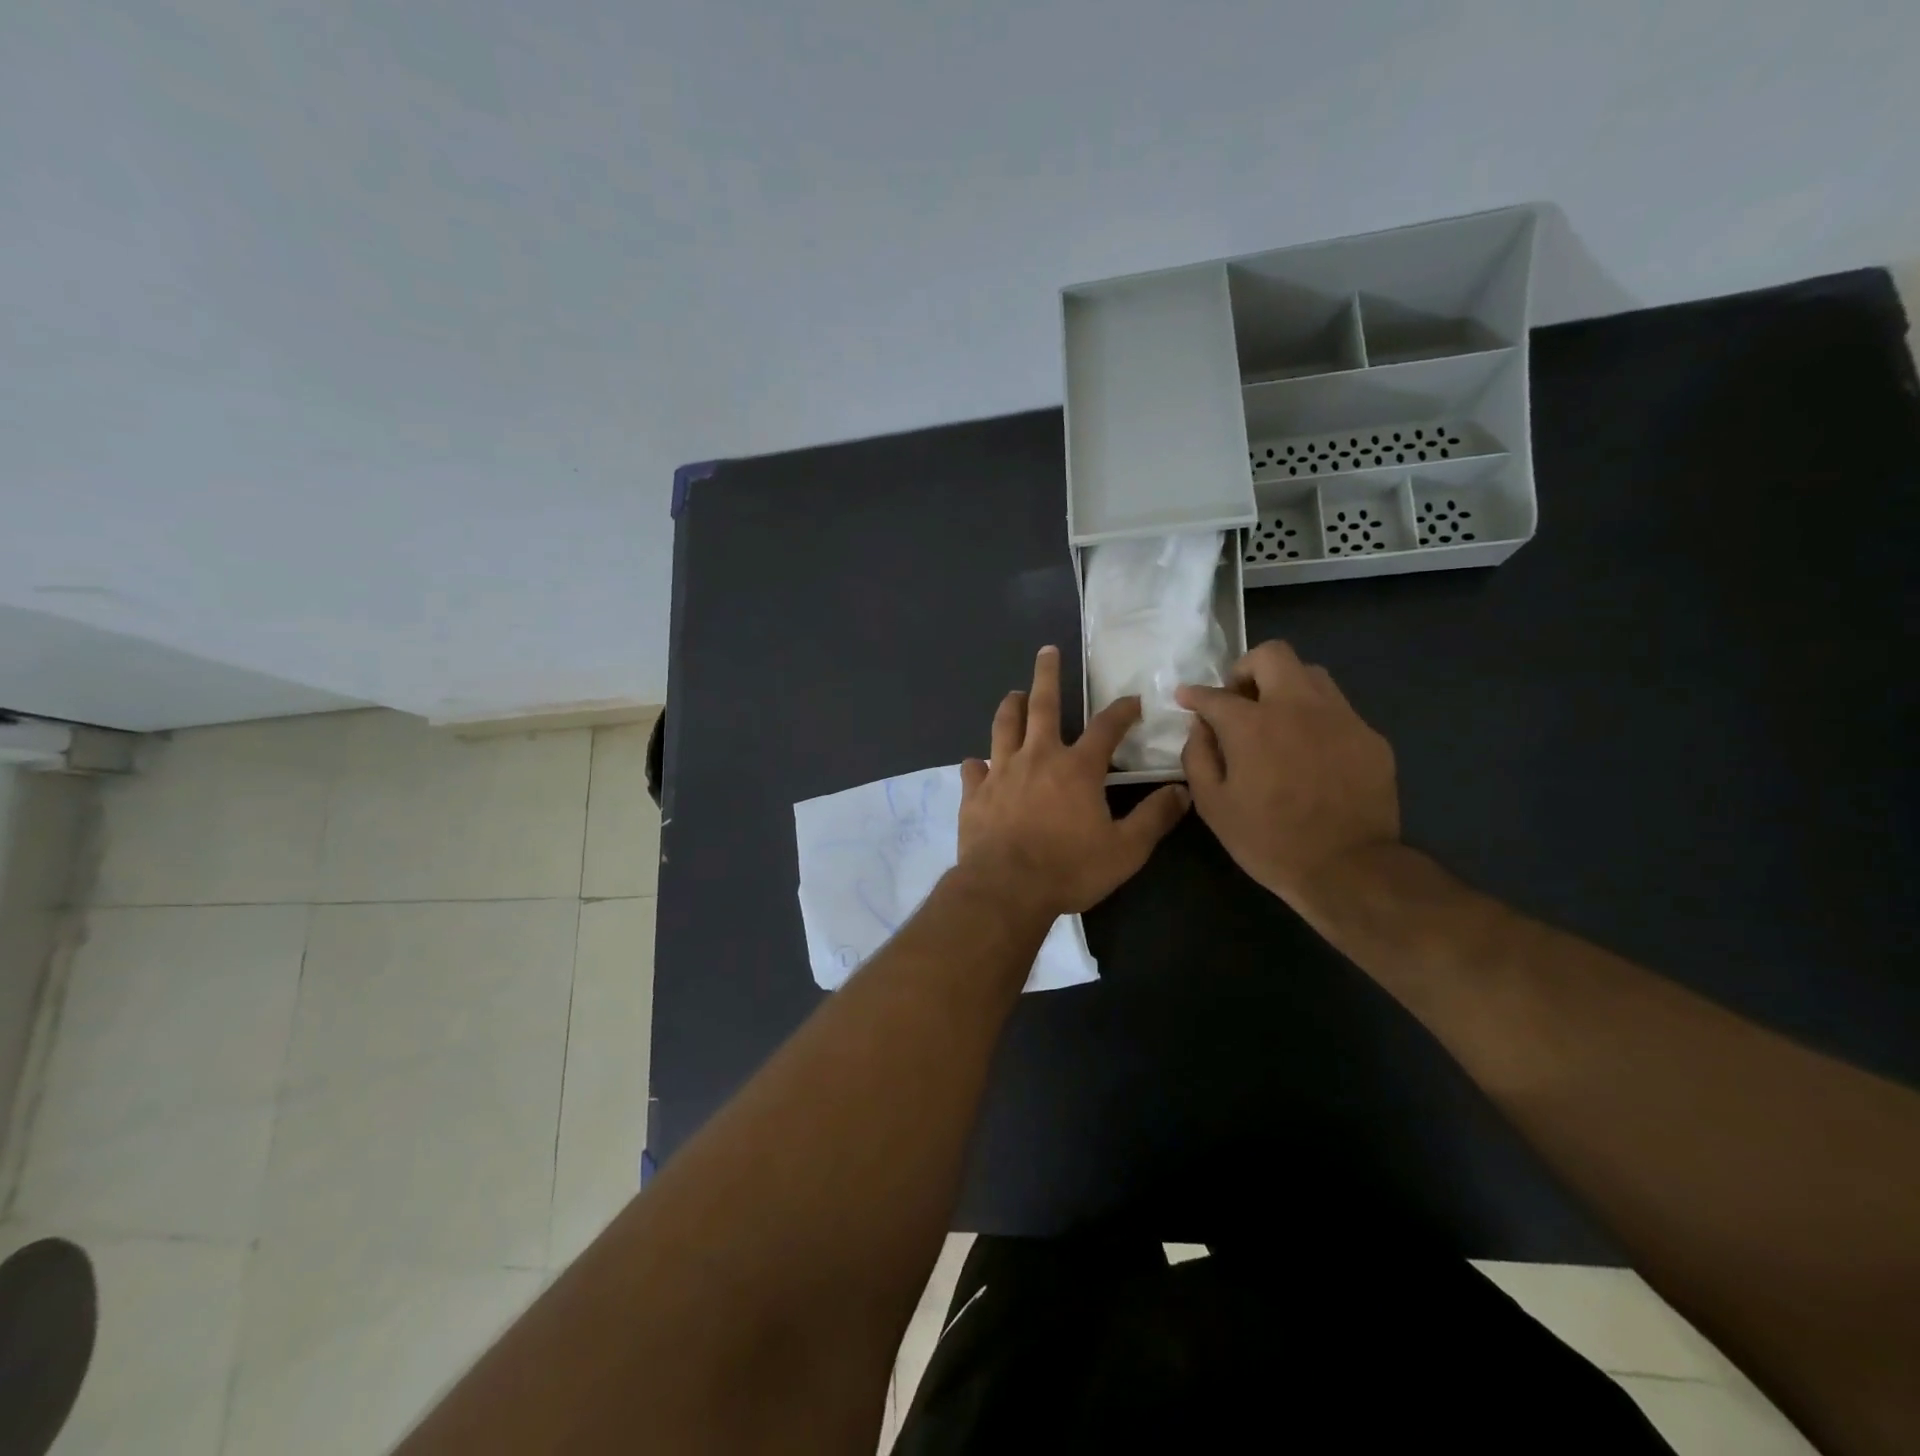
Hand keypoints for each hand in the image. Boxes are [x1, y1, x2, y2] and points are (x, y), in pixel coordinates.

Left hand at [957, 646, 1189, 917]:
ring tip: (1014, 694)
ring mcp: (1001, 773)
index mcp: (1077, 768)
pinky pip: (974, 769)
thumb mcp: (1125, 850)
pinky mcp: (974, 794)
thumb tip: (1182, 791)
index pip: (1106, 727)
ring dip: (1010, 707)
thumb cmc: (1069, 869)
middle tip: (1047, 651)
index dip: (1122, 711)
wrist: (1006, 889)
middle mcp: (1037, 758)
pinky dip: (978, 764)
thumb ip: (1154, 818)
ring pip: (1003, 727)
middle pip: (1041, 705)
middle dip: (1047, 675)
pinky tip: (978, 764)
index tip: (1132, 701)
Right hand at [1176, 641, 1399, 906]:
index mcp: (1253, 725)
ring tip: (1277, 721)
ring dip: (1285, 687)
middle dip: (1246, 669)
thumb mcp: (1213, 806)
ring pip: (1311, 674)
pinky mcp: (1370, 737)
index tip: (1187, 698)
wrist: (1349, 869)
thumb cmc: (1269, 841)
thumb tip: (1200, 727)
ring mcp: (1340, 718)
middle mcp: (1297, 707)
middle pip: (1272, 655)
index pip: (1215, 693)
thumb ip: (1198, 756)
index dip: (1195, 694)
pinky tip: (1311, 752)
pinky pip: (1337, 710)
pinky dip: (1315, 719)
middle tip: (1239, 700)